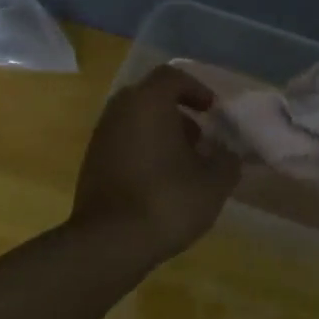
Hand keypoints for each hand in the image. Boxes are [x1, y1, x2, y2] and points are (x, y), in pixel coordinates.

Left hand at [71, 66, 241, 262]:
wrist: (110, 242)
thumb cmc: (167, 201)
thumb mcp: (214, 183)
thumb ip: (226, 161)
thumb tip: (226, 153)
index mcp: (147, 103)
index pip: (172, 76)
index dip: (196, 89)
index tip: (213, 111)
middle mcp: (119, 112)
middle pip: (151, 98)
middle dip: (179, 114)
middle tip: (200, 139)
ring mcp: (101, 138)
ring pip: (135, 123)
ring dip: (161, 135)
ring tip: (184, 166)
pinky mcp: (92, 165)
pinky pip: (123, 145)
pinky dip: (144, 153)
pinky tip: (161, 184)